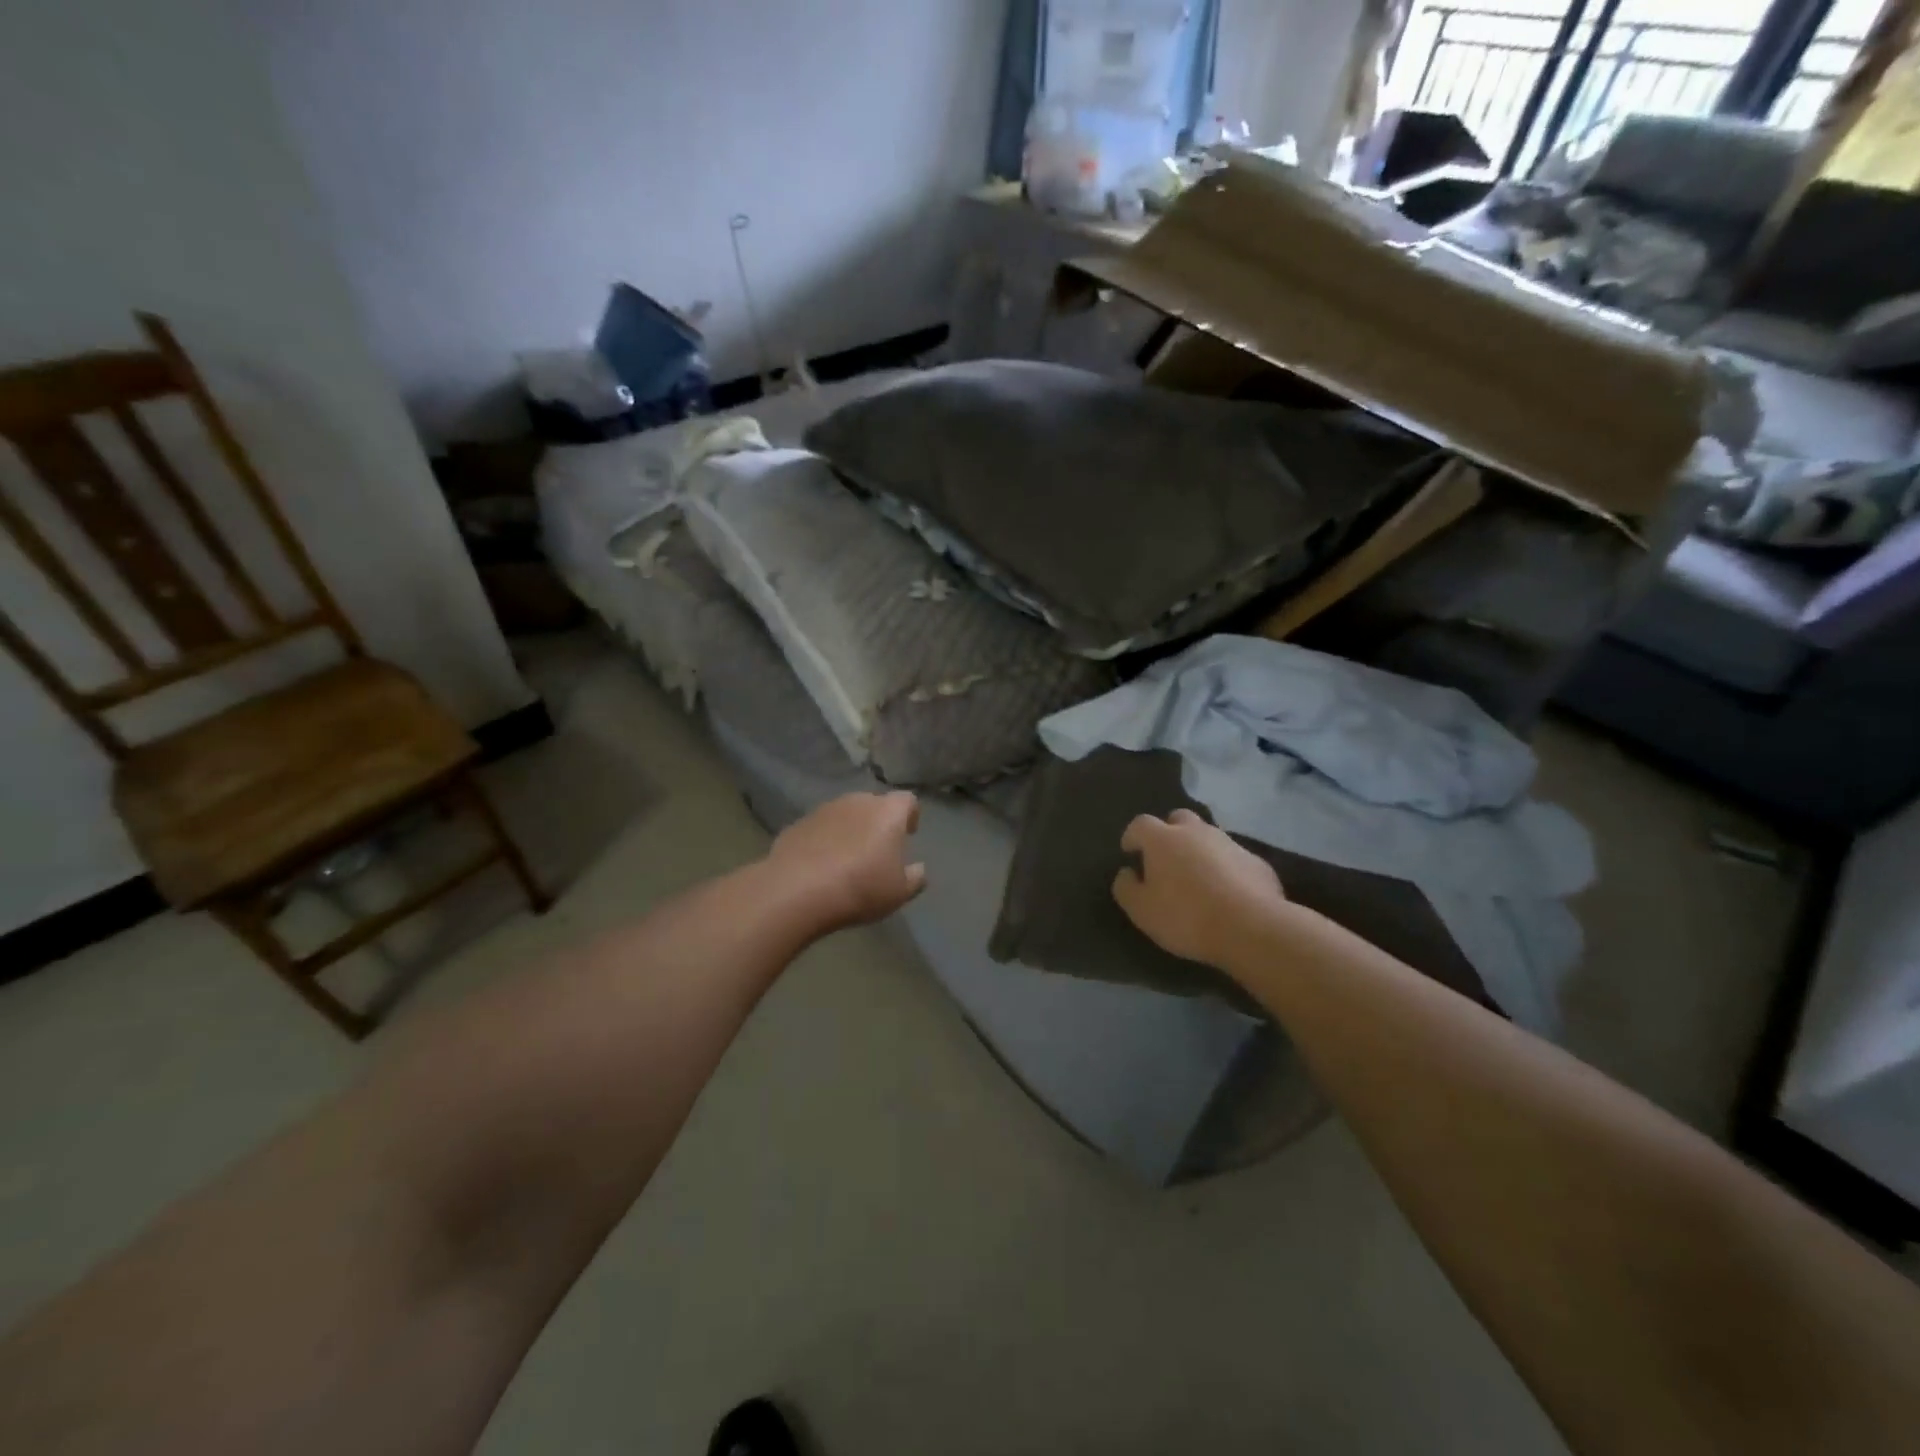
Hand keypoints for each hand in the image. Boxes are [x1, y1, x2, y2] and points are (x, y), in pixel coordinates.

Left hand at [765, 791, 925, 933]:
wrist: (797, 890)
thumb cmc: (860, 888)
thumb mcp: (899, 892)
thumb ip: (914, 877)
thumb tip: (918, 869)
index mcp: (888, 812)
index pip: (908, 800)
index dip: (910, 815)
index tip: (908, 834)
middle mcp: (857, 801)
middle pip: (874, 804)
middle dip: (878, 822)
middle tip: (877, 850)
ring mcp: (824, 810)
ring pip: (845, 813)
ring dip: (850, 829)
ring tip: (847, 859)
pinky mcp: (798, 823)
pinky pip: (820, 828)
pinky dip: (824, 840)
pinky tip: (820, 865)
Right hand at [1112, 809, 1287, 968]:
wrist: (1251, 928)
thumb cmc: (1185, 916)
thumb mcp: (1141, 911)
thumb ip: (1126, 888)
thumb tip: (1127, 873)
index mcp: (1162, 839)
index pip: (1140, 824)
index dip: (1132, 836)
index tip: (1130, 852)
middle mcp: (1196, 832)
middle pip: (1178, 819)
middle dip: (1169, 832)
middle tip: (1165, 858)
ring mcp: (1230, 844)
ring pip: (1208, 836)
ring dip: (1199, 849)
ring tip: (1197, 877)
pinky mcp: (1256, 862)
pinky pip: (1233, 858)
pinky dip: (1225, 868)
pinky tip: (1227, 892)